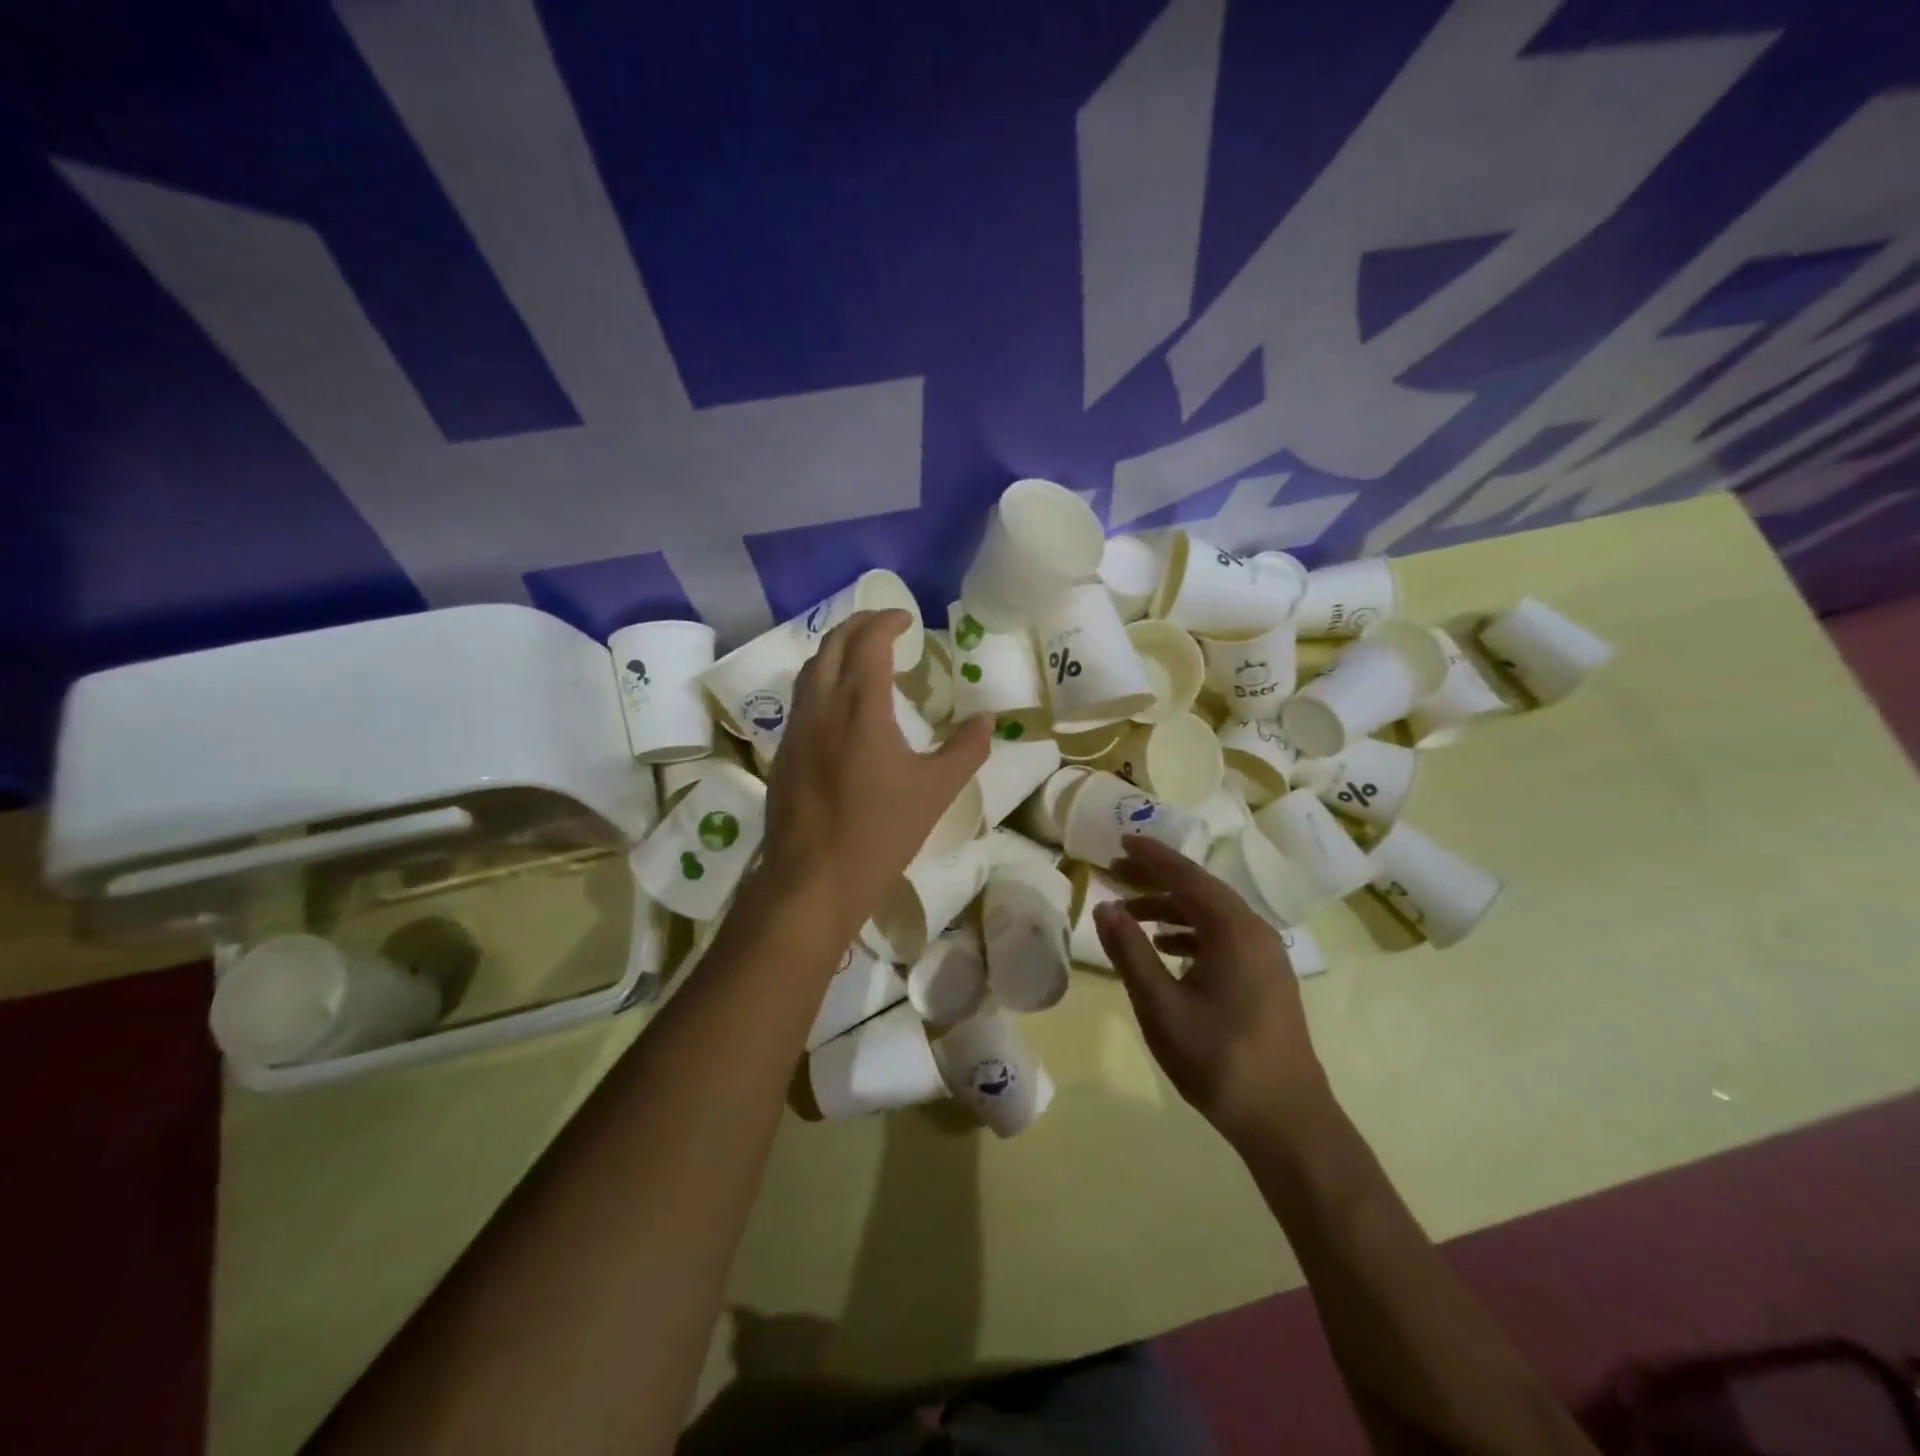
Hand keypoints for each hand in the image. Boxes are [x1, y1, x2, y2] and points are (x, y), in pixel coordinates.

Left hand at [760, 609, 990, 941]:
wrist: (813, 879)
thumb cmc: (880, 832)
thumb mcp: (936, 791)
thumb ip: (966, 750)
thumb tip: (988, 719)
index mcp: (859, 707)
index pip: (868, 643)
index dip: (886, 622)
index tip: (906, 618)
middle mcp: (821, 706)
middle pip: (831, 645)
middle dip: (857, 626)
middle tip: (884, 626)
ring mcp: (796, 729)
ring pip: (809, 670)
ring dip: (835, 650)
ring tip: (860, 656)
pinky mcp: (783, 753)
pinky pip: (801, 698)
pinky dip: (821, 680)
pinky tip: (838, 704)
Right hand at [1094, 837, 1328, 1144]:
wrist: (1288, 1121)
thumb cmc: (1220, 1061)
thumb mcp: (1162, 1007)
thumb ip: (1130, 953)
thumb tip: (1105, 907)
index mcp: (1234, 931)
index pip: (1186, 876)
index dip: (1151, 856)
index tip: (1120, 841)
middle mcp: (1255, 932)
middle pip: (1200, 890)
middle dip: (1156, 878)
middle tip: (1115, 870)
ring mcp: (1265, 955)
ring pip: (1211, 914)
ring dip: (1170, 907)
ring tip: (1130, 912)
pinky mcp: (1266, 977)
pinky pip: (1223, 936)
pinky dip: (1190, 932)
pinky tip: (1165, 946)